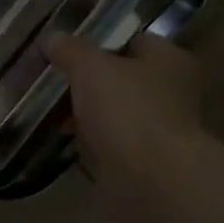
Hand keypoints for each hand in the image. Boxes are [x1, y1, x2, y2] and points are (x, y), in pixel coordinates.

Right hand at [47, 31, 207, 196]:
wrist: (151, 183)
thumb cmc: (128, 110)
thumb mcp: (90, 67)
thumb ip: (70, 50)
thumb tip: (52, 39)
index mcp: (169, 60)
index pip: (134, 40)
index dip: (101, 41)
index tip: (67, 48)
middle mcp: (171, 93)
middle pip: (123, 79)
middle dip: (89, 81)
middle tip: (54, 80)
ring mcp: (159, 131)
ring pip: (116, 113)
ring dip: (88, 114)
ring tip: (53, 111)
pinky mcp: (144, 164)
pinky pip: (112, 144)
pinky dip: (92, 142)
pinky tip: (66, 140)